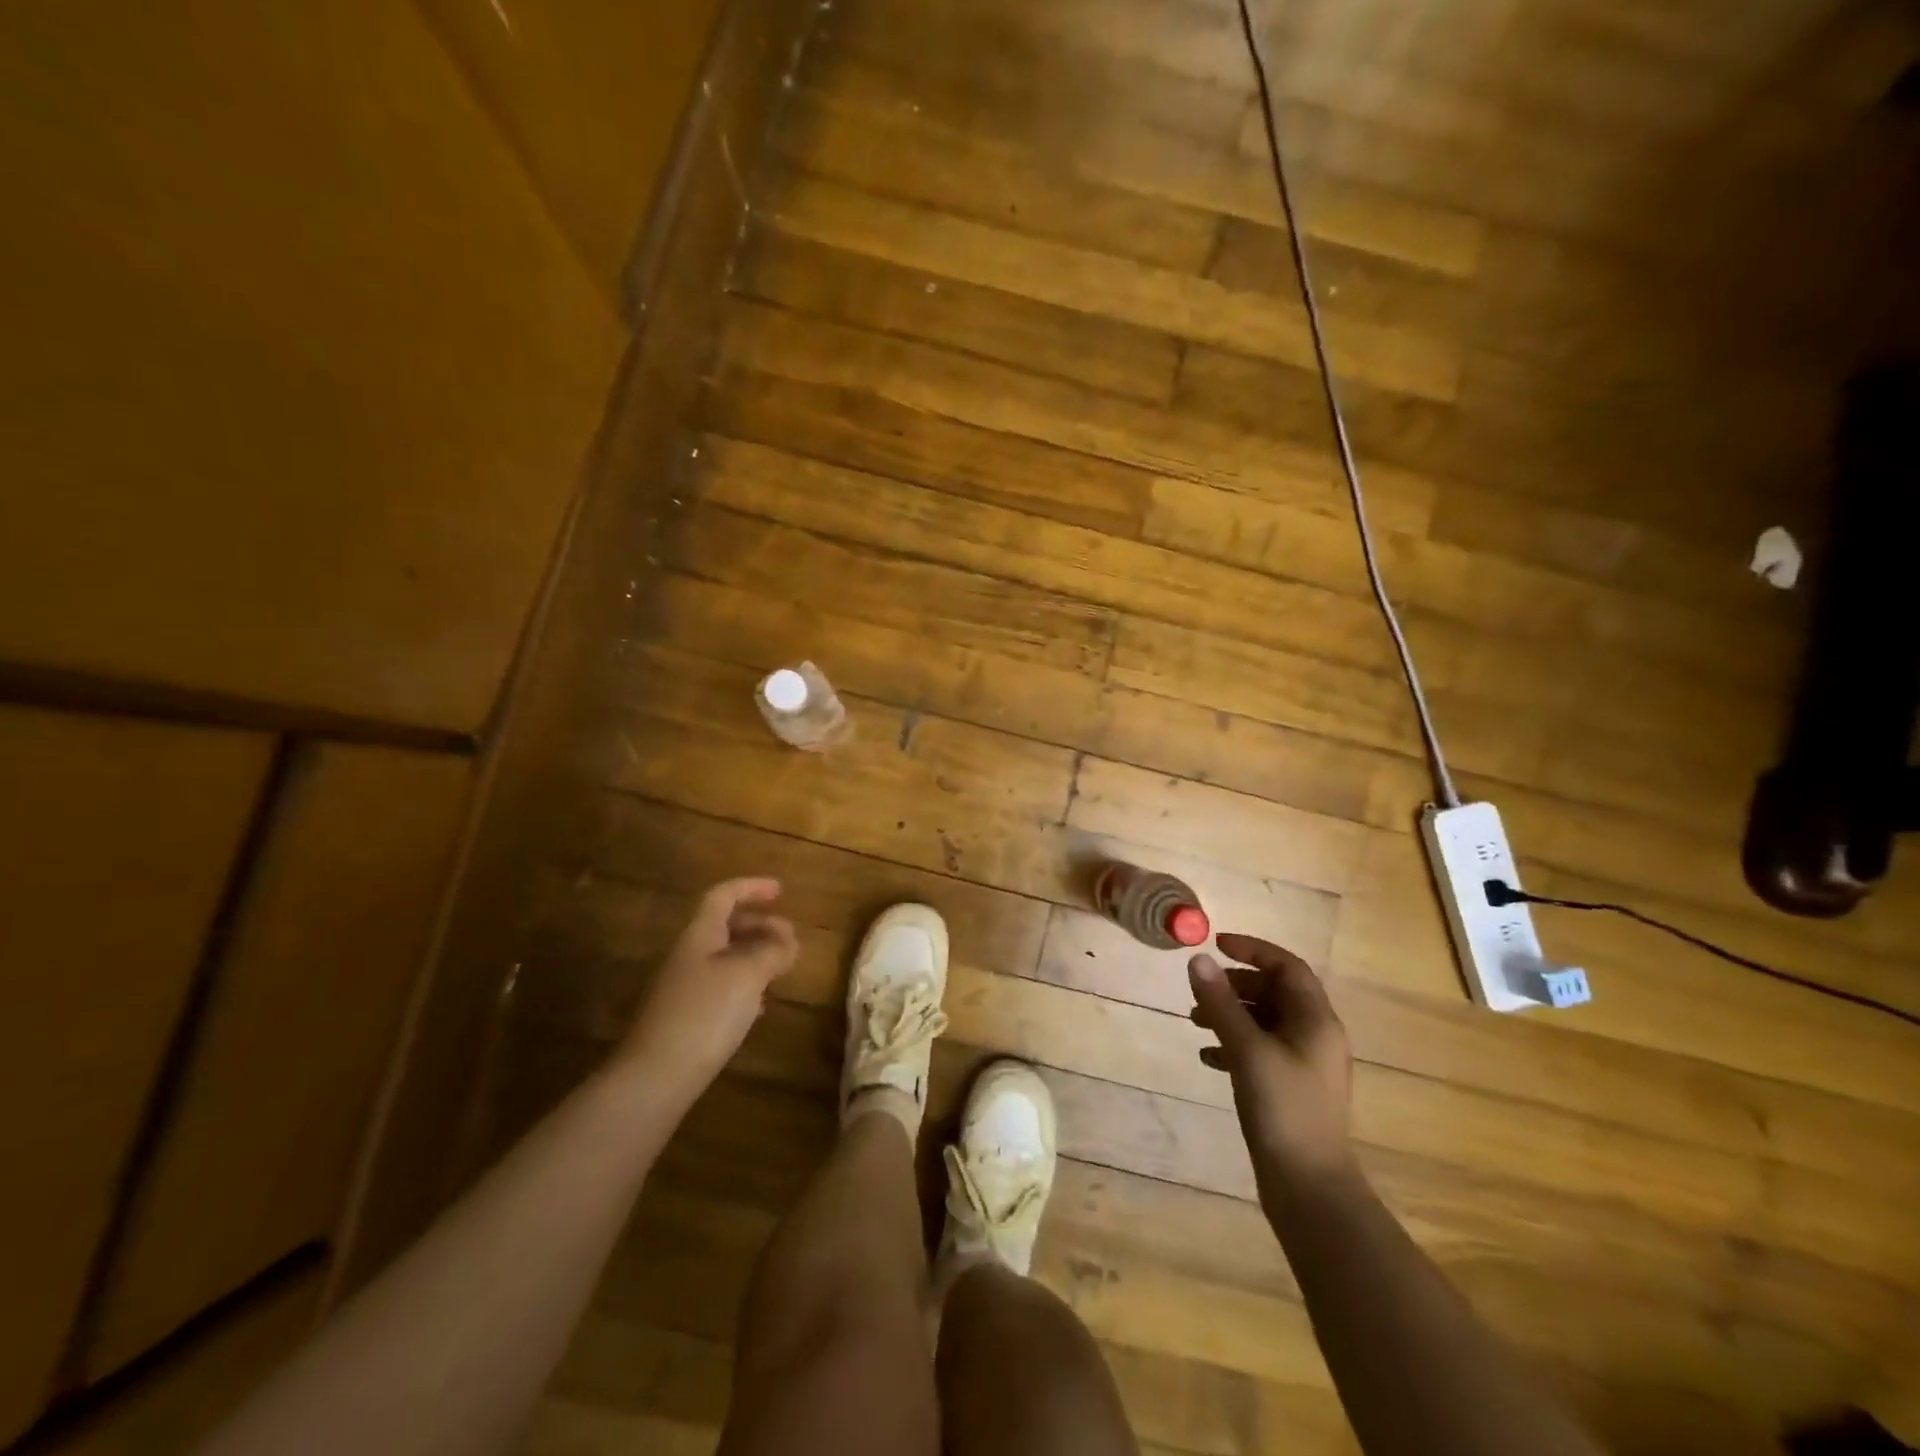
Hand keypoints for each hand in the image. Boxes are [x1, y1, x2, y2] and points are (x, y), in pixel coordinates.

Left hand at [619, 878, 797, 1104]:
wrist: (654, 1078)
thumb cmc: (704, 1013)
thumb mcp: (748, 974)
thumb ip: (772, 951)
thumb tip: (788, 940)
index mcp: (699, 935)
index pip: (723, 896)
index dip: (752, 887)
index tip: (781, 890)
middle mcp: (687, 955)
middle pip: (724, 926)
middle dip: (759, 925)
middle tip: (790, 937)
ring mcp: (683, 988)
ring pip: (724, 957)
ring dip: (754, 955)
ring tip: (781, 968)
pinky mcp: (684, 1018)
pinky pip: (720, 987)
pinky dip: (745, 985)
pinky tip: (760, 1006)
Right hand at [1189, 934, 1355, 1197]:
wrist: (1309, 1188)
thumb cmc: (1284, 1109)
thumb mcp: (1247, 1050)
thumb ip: (1221, 1003)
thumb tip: (1197, 960)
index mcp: (1316, 1021)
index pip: (1287, 967)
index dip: (1253, 950)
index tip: (1217, 944)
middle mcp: (1315, 1036)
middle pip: (1275, 992)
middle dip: (1236, 985)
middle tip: (1201, 989)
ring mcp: (1304, 1064)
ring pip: (1265, 1021)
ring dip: (1231, 1014)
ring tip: (1195, 1020)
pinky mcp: (1291, 1088)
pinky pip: (1260, 1050)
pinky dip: (1233, 1044)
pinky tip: (1207, 1057)